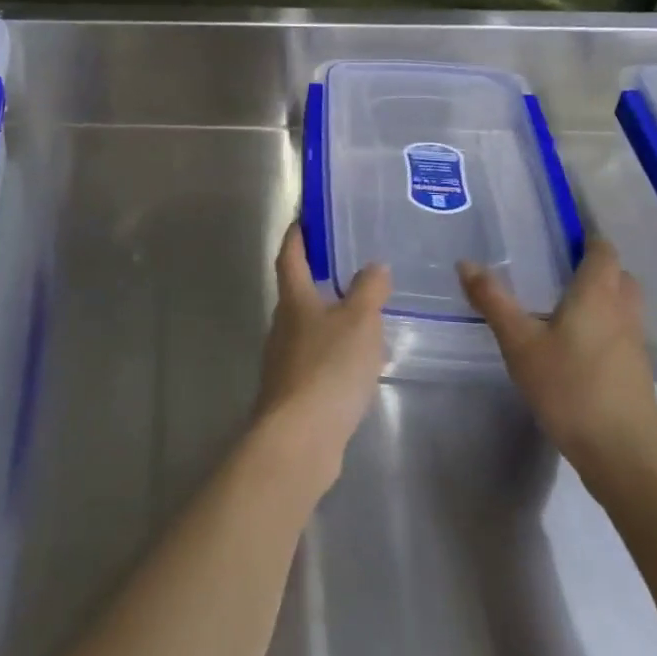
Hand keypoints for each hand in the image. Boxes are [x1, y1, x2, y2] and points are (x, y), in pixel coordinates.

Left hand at [254, 226, 388, 492]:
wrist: (299, 438)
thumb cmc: (328, 367)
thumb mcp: (360, 321)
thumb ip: (369, 290)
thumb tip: (374, 266)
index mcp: (294, 300)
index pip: (290, 256)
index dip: (296, 236)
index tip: (302, 218)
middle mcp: (282, 325)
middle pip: (296, 292)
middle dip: (315, 277)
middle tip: (345, 265)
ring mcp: (284, 361)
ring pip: (306, 327)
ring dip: (328, 317)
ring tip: (360, 313)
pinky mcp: (293, 392)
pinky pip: (315, 359)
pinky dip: (333, 352)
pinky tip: (355, 362)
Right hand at [458, 241, 656, 491]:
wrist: (623, 454)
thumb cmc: (570, 388)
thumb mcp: (520, 343)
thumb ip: (493, 301)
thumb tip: (466, 263)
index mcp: (598, 295)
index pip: (603, 251)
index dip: (587, 238)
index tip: (560, 233)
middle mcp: (623, 312)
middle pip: (619, 275)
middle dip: (596, 266)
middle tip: (558, 267)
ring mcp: (635, 344)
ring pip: (623, 305)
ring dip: (602, 296)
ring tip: (562, 302)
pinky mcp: (636, 372)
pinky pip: (622, 332)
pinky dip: (604, 325)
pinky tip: (574, 343)